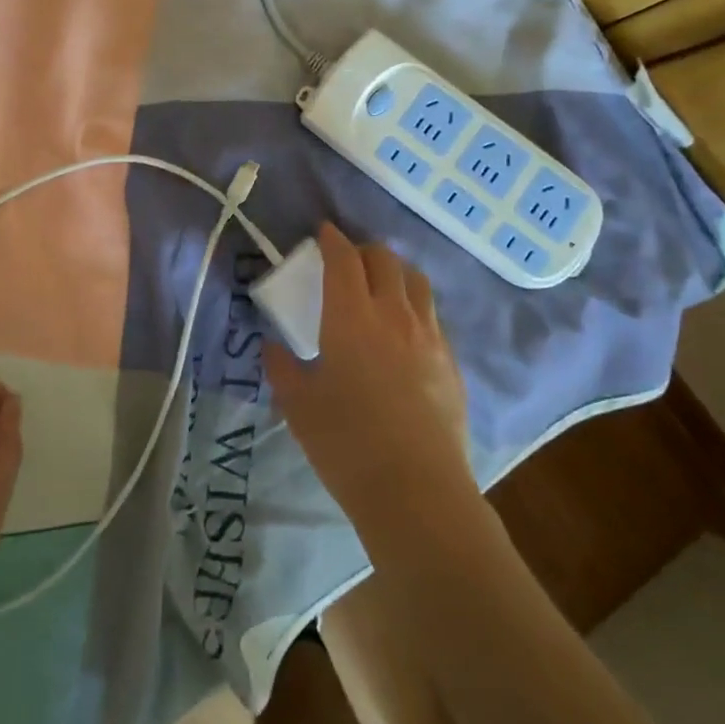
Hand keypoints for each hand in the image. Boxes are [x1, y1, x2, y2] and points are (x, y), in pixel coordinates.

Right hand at [263, 224, 472, 536]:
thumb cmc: (346, 444)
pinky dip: (414, 306)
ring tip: (381, 285)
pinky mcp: (451, 362)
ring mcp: (429, 336)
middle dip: (364, 250)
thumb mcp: (298, 406)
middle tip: (347, 261)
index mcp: (351, 316)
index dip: (332, 240)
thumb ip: (281, 368)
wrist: (416, 491)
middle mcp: (393, 314)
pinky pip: (432, 315)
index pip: (343, 259)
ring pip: (416, 281)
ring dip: (395, 272)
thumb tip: (273, 347)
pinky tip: (405, 331)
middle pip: (384, 260)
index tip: (323, 232)